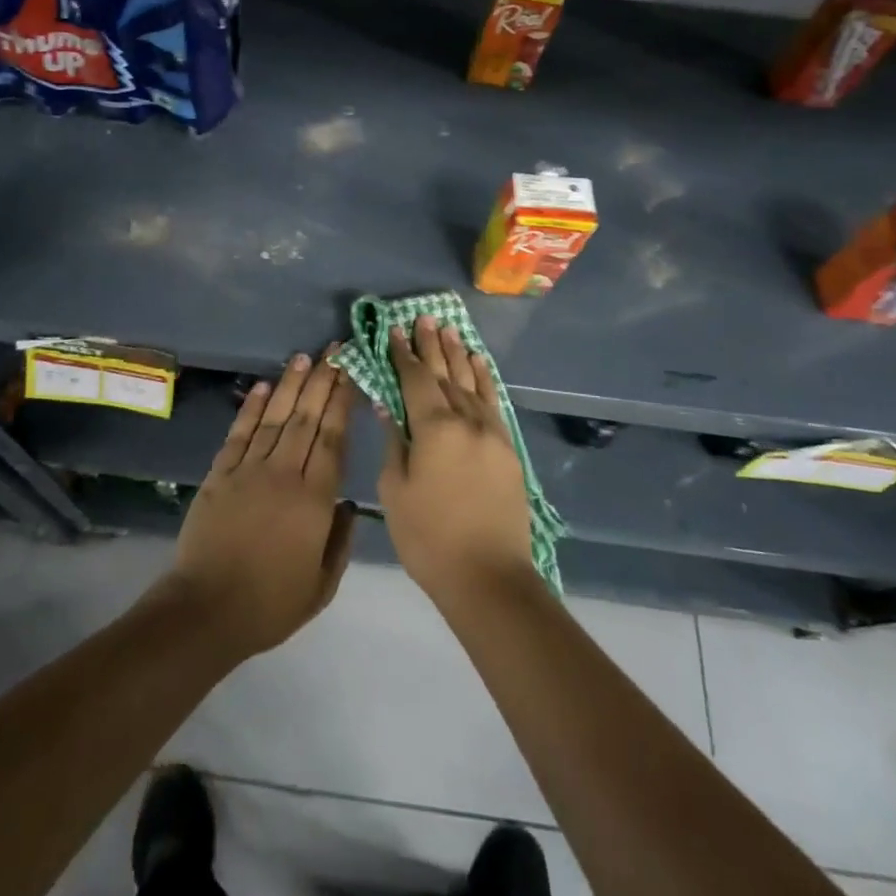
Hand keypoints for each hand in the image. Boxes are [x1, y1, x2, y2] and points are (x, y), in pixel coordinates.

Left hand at [160, 347, 356, 660]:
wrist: (207, 609)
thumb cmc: (270, 604)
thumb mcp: (322, 585)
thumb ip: (340, 541)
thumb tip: (349, 505)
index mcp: (314, 500)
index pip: (333, 439)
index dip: (342, 402)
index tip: (351, 373)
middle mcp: (284, 474)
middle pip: (307, 419)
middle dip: (322, 381)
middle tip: (334, 350)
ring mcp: (249, 470)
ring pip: (275, 418)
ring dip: (291, 386)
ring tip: (304, 358)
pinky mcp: (220, 474)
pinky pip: (239, 434)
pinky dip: (251, 408)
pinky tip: (264, 387)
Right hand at [377, 316, 534, 608]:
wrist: (489, 577)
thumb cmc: (429, 537)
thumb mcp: (396, 491)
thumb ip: (394, 443)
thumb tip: (388, 406)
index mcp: (434, 428)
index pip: (414, 379)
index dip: (402, 353)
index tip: (393, 329)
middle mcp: (465, 420)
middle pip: (445, 373)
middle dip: (431, 345)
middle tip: (422, 317)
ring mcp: (491, 432)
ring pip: (471, 382)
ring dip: (457, 354)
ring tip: (448, 329)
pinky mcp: (507, 448)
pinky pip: (493, 402)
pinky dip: (484, 379)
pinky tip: (478, 364)